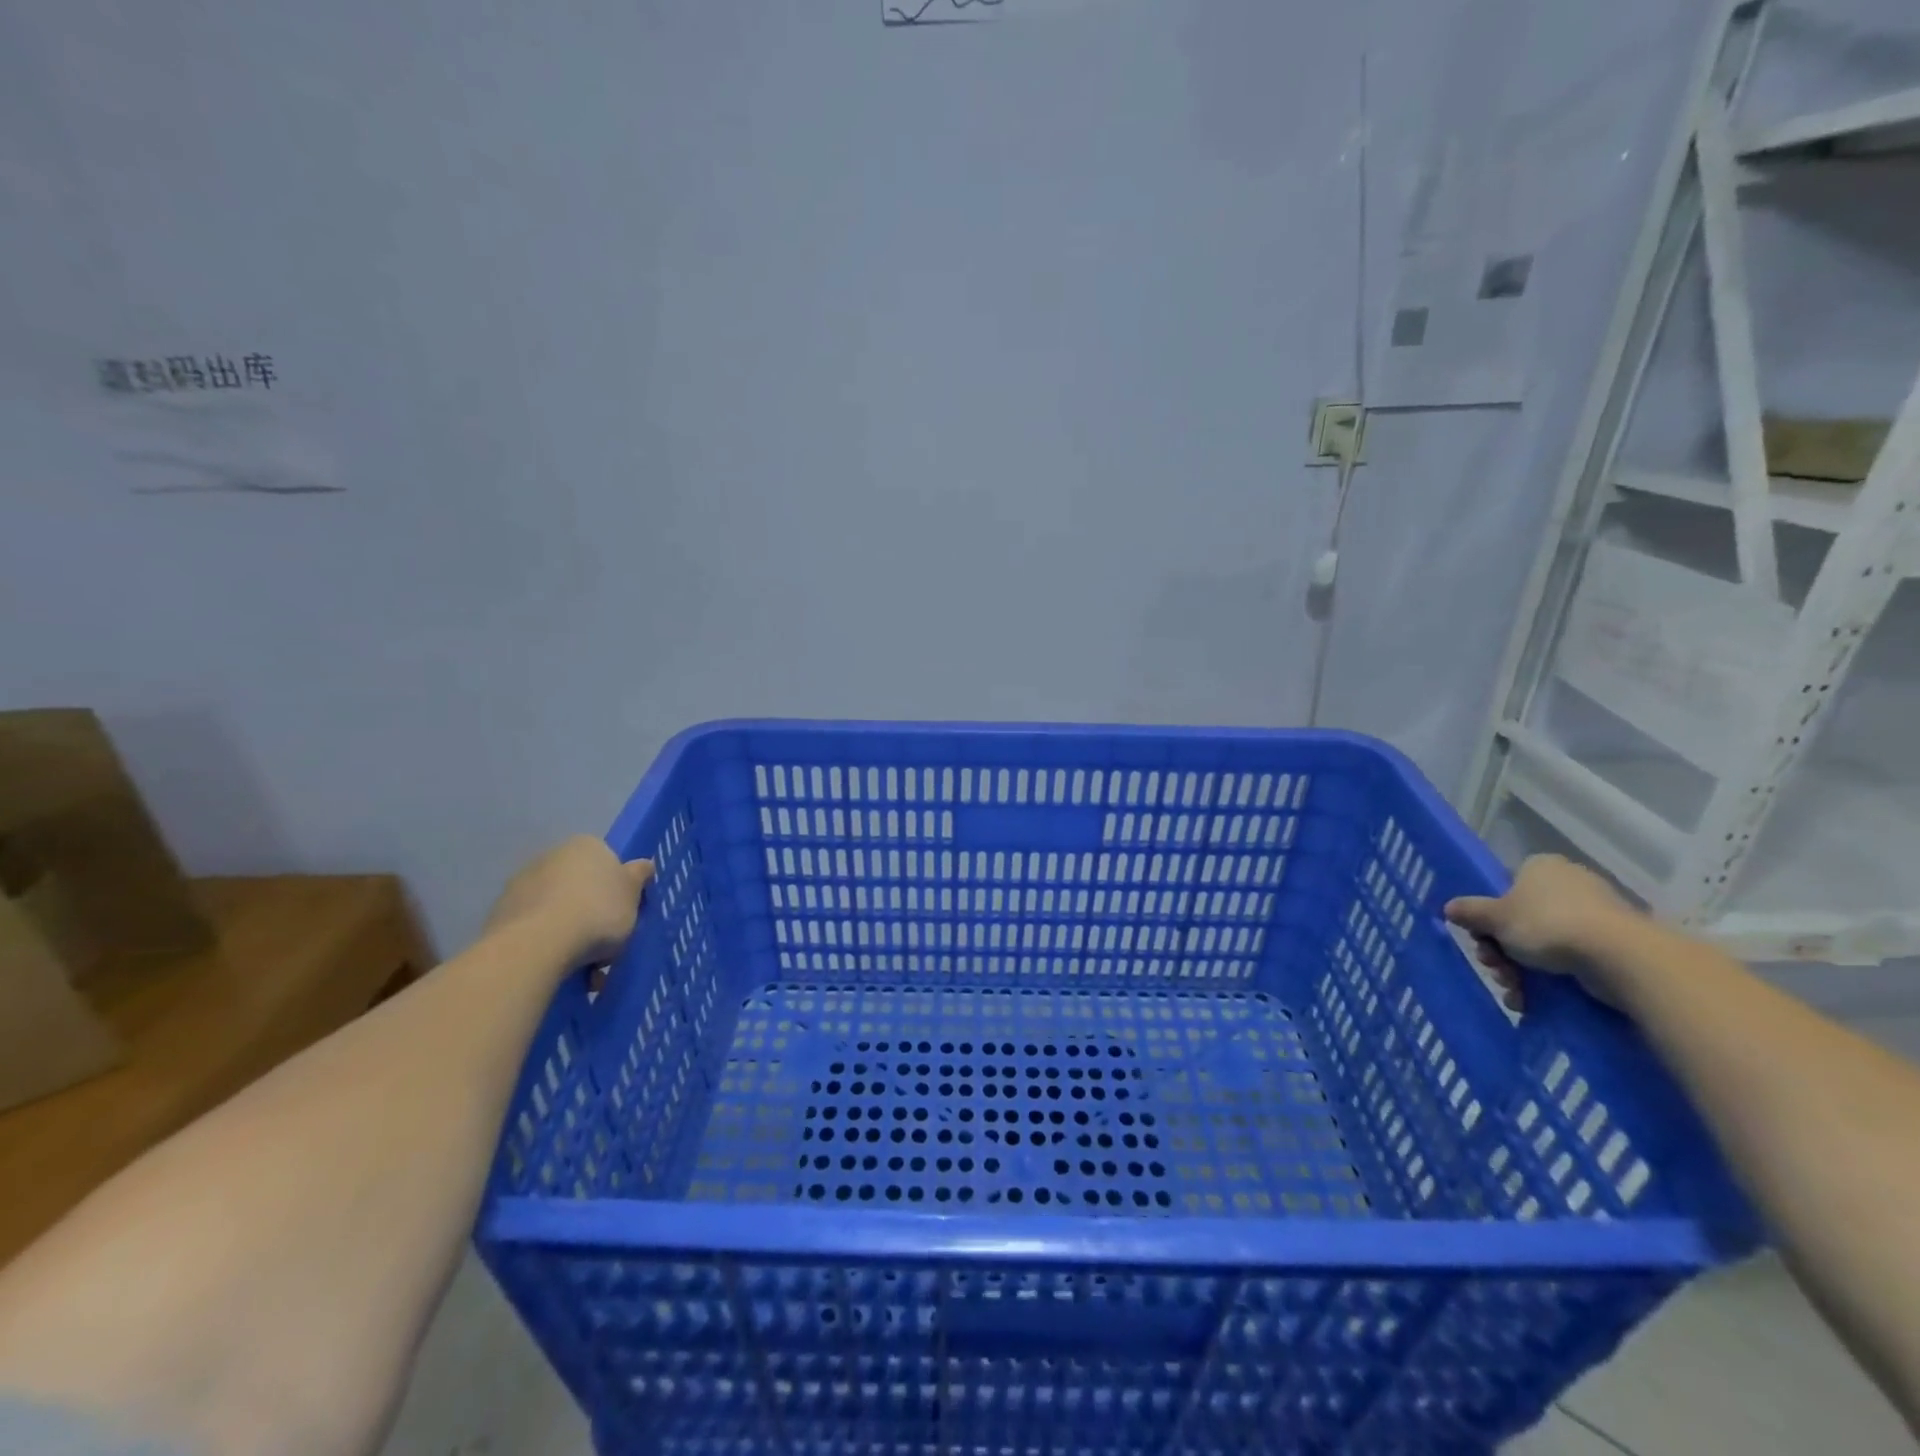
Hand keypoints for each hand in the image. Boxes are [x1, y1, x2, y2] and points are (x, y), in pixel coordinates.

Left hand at [485, 836, 653, 965]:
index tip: (624, 914)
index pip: (608, 862)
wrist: (537, 945)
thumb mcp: (633, 895)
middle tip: (606, 944)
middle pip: (580, 885)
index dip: (618, 889)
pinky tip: (559, 969)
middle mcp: (551, 856)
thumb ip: (639, 877)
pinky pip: (535, 929)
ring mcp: (521, 884)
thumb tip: (643, 865)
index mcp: (586, 846)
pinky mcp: (500, 914)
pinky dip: (547, 945)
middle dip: (592, 911)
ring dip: (570, 932)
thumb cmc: (597, 912)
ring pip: (557, 909)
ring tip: (584, 968)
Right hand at [1444, 854, 1637, 1010]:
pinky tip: (1534, 1000)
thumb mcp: (1495, 918)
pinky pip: (1571, 958)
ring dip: (1520, 970)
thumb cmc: (1547, 924)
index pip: (1505, 887)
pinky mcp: (1615, 944)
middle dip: (1502, 950)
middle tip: (1495, 968)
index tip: (1482, 939)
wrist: (1620, 956)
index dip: (1489, 916)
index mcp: (1540, 867)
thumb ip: (1470, 912)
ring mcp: (1596, 914)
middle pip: (1521, 919)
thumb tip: (1449, 907)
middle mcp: (1569, 883)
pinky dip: (1550, 979)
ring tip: (1515, 992)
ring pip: (1543, 943)